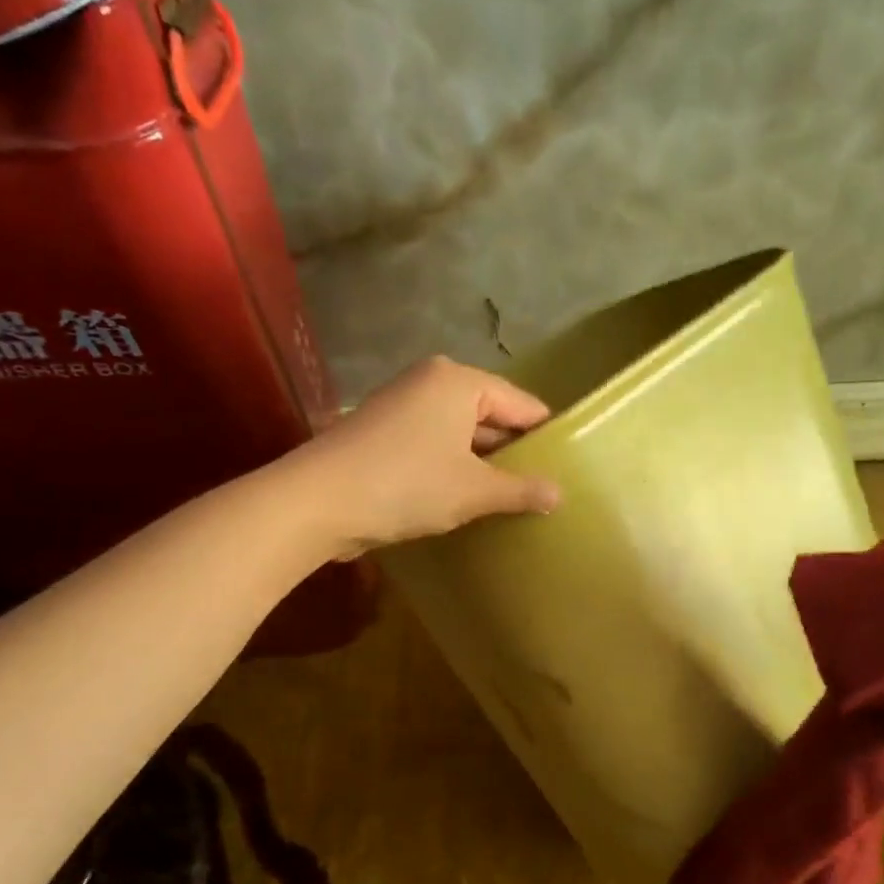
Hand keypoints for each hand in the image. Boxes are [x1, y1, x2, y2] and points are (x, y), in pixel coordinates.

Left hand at [289, 356, 560, 558]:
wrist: (315, 502)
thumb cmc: (406, 484)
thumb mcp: (473, 491)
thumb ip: (520, 490)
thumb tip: (559, 494)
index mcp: (459, 381)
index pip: (522, 404)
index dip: (546, 436)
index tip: (568, 466)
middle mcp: (430, 382)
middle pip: (490, 415)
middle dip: (513, 451)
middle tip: (543, 487)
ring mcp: (402, 405)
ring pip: (461, 433)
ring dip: (482, 463)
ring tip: (511, 497)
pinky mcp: (382, 432)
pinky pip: (434, 444)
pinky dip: (452, 467)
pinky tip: (467, 498)